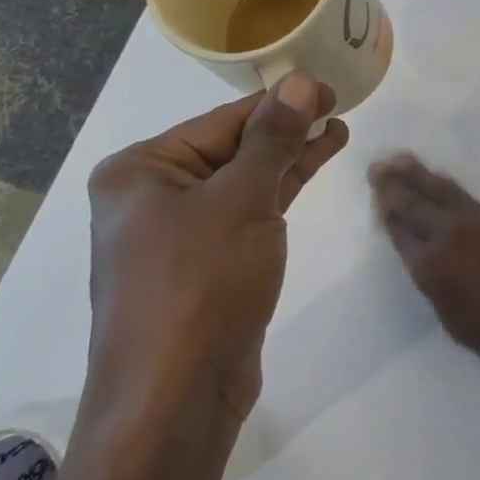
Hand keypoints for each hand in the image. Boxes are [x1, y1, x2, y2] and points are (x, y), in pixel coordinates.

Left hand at [86, 75, 348, 427]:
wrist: (175, 398)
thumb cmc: (200, 284)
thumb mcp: (242, 200)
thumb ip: (273, 138)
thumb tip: (300, 81)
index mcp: (140, 172)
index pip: (223, 122)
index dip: (280, 102)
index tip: (328, 86)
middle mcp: (151, 198)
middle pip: (232, 149)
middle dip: (287, 130)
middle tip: (339, 106)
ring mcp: (177, 235)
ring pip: (243, 182)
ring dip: (288, 159)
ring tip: (336, 132)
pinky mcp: (205, 267)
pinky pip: (245, 215)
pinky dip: (278, 193)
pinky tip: (309, 171)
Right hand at [369, 154, 479, 401]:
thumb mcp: (454, 321)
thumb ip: (437, 284)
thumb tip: (430, 260)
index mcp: (433, 267)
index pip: (401, 233)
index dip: (388, 214)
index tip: (377, 197)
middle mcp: (453, 235)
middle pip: (417, 203)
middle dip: (395, 185)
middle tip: (378, 166)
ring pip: (445, 192)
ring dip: (422, 176)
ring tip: (403, 160)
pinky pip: (470, 199)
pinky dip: (450, 189)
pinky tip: (444, 185)